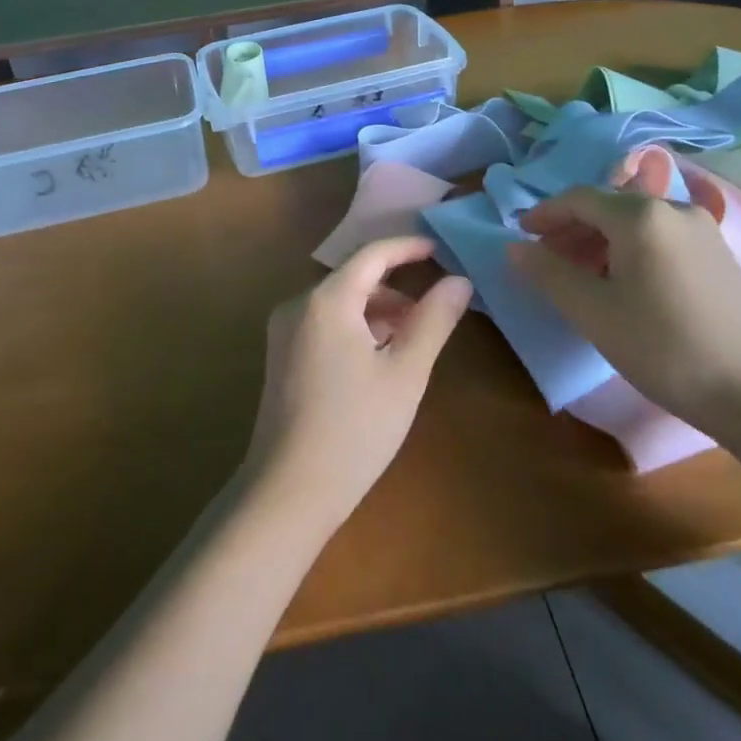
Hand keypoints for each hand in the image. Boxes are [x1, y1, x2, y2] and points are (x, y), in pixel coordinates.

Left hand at [244, 238, 471, 534]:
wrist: (287, 492)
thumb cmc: (355, 429)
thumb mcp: (405, 372)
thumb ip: (433, 320)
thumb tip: (459, 281)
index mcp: (326, 299)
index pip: (372, 254)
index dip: (407, 248)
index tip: (440, 249)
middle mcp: (298, 305)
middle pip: (354, 279)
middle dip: (395, 288)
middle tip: (434, 309)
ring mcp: (284, 331)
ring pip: (339, 304)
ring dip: (377, 311)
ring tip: (412, 339)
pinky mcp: (281, 357)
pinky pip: (324, 324)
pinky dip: (355, 328)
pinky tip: (378, 359)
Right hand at [509, 186, 740, 435]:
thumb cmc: (664, 347)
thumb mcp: (594, 313)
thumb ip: (549, 273)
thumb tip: (515, 247)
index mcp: (640, 215)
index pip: (579, 199)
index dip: (545, 214)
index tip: (521, 235)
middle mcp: (673, 208)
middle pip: (608, 206)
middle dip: (572, 228)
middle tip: (546, 258)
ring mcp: (703, 229)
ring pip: (636, 221)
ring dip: (601, 239)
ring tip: (581, 273)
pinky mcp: (720, 254)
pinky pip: (661, 236)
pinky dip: (631, 248)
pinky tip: (624, 282)